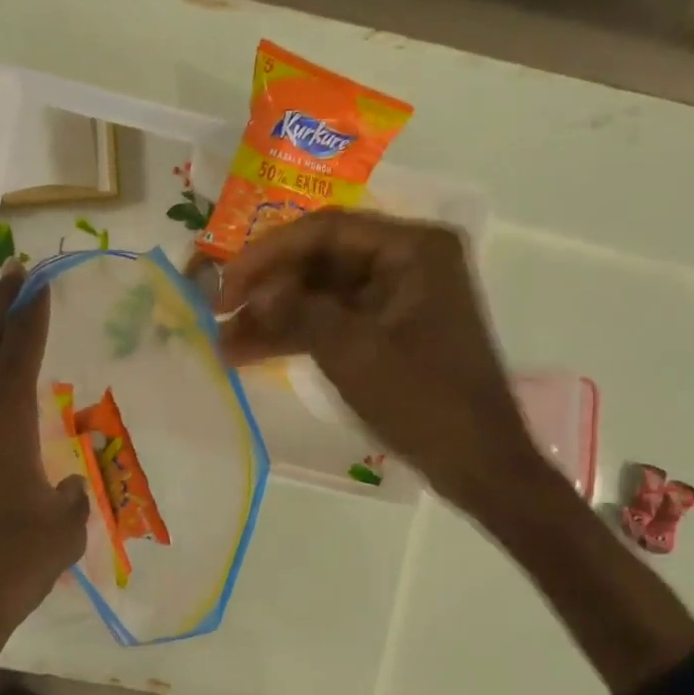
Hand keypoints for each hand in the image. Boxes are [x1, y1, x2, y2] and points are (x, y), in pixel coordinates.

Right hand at [217, 211, 547, 513]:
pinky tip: (252, 354)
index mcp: (413, 249)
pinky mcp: (390, 333)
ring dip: (275, 318)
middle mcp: (408, 262)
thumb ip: (298, 311)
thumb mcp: (353, 351)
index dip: (268, 255)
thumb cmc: (423, 400)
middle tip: (217, 314)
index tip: (225, 285)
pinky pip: (335, 323)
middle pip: (321, 262)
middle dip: (268, 290)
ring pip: (322, 296)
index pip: (325, 231)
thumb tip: (254, 292)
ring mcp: (399, 299)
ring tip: (224, 345)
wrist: (476, 463)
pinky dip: (298, 337)